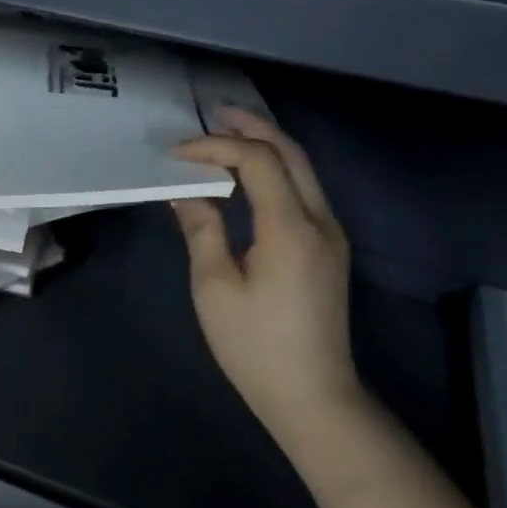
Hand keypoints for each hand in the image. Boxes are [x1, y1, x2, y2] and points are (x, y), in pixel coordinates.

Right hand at [172, 108, 359, 435]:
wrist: (311, 393)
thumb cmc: (254, 344)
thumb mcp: (214, 288)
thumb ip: (202, 231)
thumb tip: (187, 193)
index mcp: (289, 227)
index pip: (257, 161)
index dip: (215, 148)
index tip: (175, 155)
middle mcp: (320, 220)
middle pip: (291, 153)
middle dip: (251, 128)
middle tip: (213, 114)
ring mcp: (331, 234)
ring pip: (303, 170)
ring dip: (267, 146)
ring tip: (229, 134)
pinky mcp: (328, 249)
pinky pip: (304, 192)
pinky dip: (276, 171)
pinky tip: (249, 177)